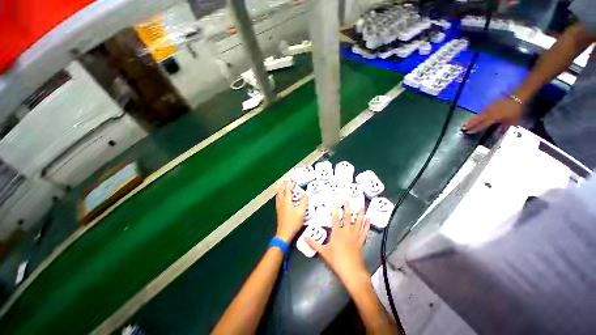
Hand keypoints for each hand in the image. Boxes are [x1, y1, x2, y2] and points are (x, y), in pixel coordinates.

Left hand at [275, 181, 307, 242]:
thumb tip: (305, 194)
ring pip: (278, 196)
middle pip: (280, 192)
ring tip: (280, 187)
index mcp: (287, 201)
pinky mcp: (278, 212)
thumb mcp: (301, 211)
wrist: (284, 233)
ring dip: (280, 190)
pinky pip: (278, 200)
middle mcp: (281, 203)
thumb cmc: (293, 222)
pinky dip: (279, 196)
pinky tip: (280, 198)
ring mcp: (279, 207)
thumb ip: (303, 202)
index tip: (292, 180)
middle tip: (284, 181)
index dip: (290, 185)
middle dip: (282, 186)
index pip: (288, 190)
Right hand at [306, 203, 370, 288]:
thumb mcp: (323, 252)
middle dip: (347, 208)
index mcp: (337, 233)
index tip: (334, 202)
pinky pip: (364, 231)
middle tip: (348, 200)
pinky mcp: (361, 241)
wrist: (351, 271)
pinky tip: (369, 219)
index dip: (334, 209)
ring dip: (360, 214)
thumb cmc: (336, 260)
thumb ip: (313, 244)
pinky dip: (367, 225)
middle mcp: (346, 231)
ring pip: (358, 222)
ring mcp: (355, 236)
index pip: (335, 218)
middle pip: (347, 217)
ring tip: (362, 206)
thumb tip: (304, 239)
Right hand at [462, 97, 523, 132]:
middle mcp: (489, 113)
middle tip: (463, 127)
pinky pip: (483, 110)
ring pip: (479, 114)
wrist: (518, 96)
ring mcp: (490, 108)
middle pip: (478, 119)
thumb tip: (499, 130)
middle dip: (470, 124)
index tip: (467, 132)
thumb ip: (504, 125)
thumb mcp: (513, 120)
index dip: (475, 129)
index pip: (482, 125)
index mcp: (493, 118)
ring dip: (473, 119)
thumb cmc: (516, 110)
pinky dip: (478, 114)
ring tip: (467, 122)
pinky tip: (477, 115)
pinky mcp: (491, 104)